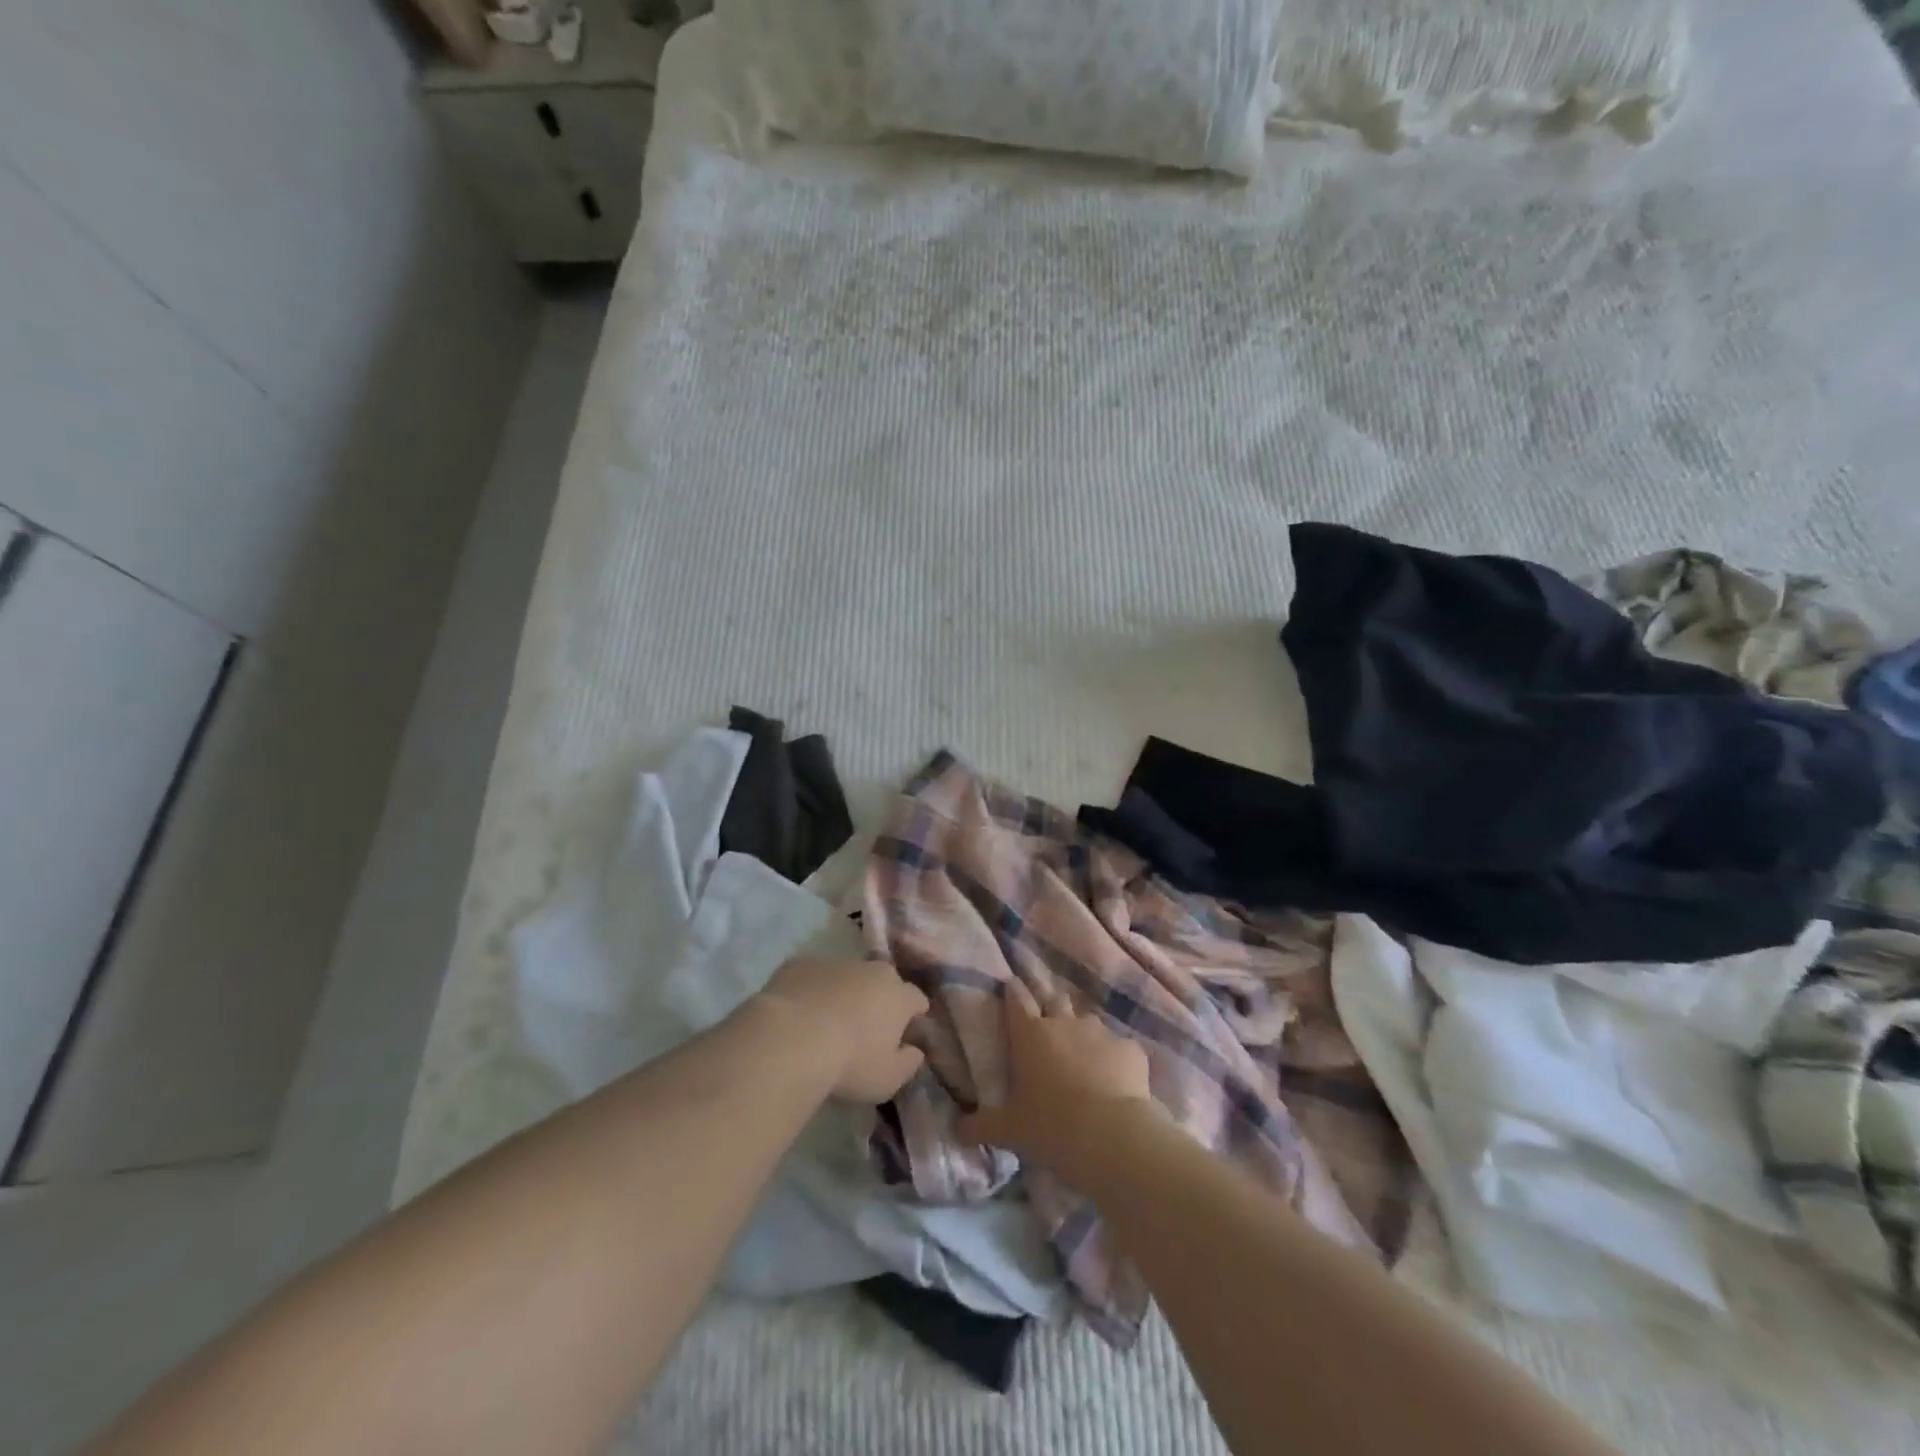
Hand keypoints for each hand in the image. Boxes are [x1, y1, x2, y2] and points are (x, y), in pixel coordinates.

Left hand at [754, 958, 929, 1102]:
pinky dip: (812, 991)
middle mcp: (871, 970)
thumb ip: (908, 1063)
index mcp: (898, 995)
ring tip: (828, 1022)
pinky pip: (813, 977)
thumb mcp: (888, 1079)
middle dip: (880, 999)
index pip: (916, 1000)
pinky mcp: (800, 964)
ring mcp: (835, 962)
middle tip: (866, 1028)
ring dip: (844, 993)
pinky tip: (799, 1014)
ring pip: (847, 976)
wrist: (790, 1040)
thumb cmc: (849, 1063)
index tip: (904, 1035)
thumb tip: (914, 1050)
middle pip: (883, 981)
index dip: (913, 1017)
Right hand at [956, 979, 1156, 1177]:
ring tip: (1085, 1062)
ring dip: (1084, 1037)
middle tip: (1049, 1028)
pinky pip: (1120, 1049)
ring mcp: (1100, 1033)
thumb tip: (955, 1130)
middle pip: (1055, 1001)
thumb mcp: (1009, 1130)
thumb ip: (980, 1126)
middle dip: (1052, 1009)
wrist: (1110, 1134)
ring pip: (1089, 1024)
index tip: (1011, 984)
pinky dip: (1116, 1061)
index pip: (1016, 1000)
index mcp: (1030, 1035)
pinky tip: (1116, 1083)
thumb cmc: (1049, 1125)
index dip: (1013, 991)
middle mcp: (1064, 1023)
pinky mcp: (1131, 1049)